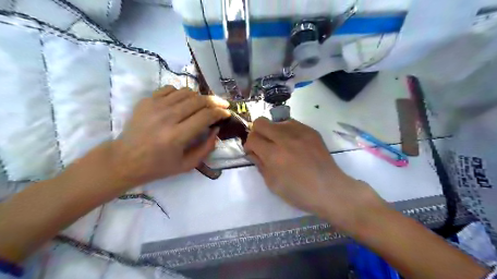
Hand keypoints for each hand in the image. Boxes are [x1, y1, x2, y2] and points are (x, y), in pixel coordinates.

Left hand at [110, 86, 231, 188]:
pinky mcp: (147, 101)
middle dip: (215, 101)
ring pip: (186, 92)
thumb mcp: (187, 165)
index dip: (220, 112)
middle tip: (222, 105)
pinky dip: (182, 93)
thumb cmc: (158, 166)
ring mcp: (155, 106)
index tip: (227, 113)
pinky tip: (184, 102)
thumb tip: (216, 129)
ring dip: (200, 97)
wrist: (124, 160)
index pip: (206, 115)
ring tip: (204, 105)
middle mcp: (167, 117)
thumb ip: (206, 148)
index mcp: (177, 136)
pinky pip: (170, 89)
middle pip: (199, 100)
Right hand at [244, 119, 387, 232]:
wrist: (330, 189)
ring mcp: (300, 132)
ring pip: (276, 121)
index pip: (252, 138)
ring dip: (273, 132)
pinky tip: (294, 145)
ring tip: (281, 145)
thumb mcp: (272, 184)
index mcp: (274, 154)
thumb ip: (260, 164)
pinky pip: (292, 124)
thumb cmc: (299, 192)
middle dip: (257, 133)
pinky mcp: (311, 131)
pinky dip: (287, 132)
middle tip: (264, 145)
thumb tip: (253, 151)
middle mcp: (285, 138)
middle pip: (260, 122)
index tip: (254, 152)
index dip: (249, 145)